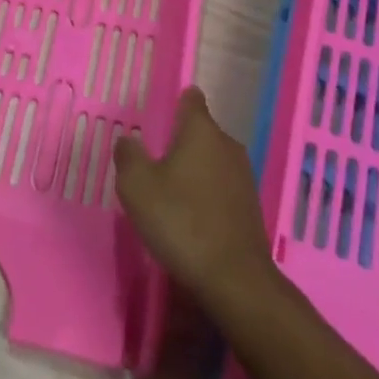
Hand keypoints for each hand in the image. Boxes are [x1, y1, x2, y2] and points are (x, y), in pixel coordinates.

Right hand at [114, 87, 274, 314]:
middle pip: (202, 131)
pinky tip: (191, 217)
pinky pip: (222, 187)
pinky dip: (207, 194)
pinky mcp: (250, 206)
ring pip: (213, 160)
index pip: (191, 99)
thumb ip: (128, 156)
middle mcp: (226, 144)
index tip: (162, 116)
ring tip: (170, 192)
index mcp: (201, 130)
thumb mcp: (137, 187)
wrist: (234, 279)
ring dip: (194, 170)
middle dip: (181, 141)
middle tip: (155, 162)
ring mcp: (243, 175)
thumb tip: (128, 140)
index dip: (177, 102)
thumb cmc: (181, 221)